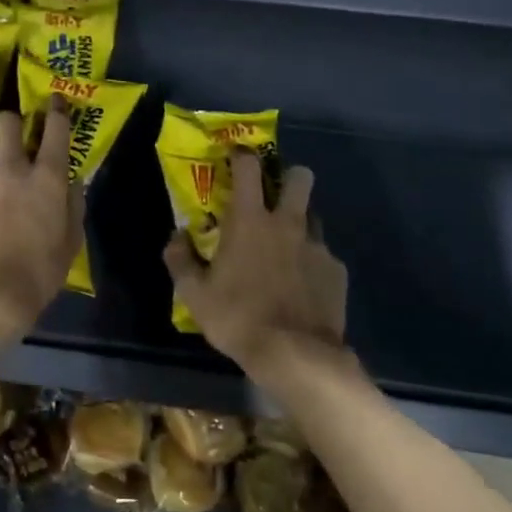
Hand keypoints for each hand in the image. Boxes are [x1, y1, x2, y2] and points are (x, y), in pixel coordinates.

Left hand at [0, 100, 84, 345]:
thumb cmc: (41, 270)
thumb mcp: (71, 239)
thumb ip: (73, 202)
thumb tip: (72, 179)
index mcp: (46, 178)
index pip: (55, 130)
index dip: (57, 110)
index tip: (56, 100)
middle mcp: (12, 170)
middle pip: (7, 123)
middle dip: (12, 121)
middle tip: (16, 133)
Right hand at [164, 152, 347, 381]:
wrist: (296, 356)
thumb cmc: (238, 318)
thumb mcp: (194, 294)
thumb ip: (180, 259)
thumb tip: (175, 236)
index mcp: (249, 220)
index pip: (248, 167)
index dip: (242, 155)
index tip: (236, 157)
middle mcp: (287, 223)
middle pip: (299, 177)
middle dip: (288, 177)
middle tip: (274, 196)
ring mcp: (317, 246)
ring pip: (313, 216)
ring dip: (300, 222)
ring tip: (286, 246)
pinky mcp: (336, 271)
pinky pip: (324, 255)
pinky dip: (312, 262)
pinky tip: (303, 285)